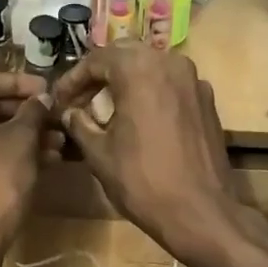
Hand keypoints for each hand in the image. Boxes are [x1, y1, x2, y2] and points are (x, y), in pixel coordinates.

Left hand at [0, 73, 56, 254]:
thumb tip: (42, 98)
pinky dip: (0, 152)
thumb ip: (32, 112)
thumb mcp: (21, 140)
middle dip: (22, 114)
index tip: (47, 91)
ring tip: (54, 143)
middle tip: (52, 118)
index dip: (21, 84)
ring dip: (17, 135)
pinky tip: (37, 160)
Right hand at [51, 49, 241, 258]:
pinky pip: (171, 86)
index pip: (97, 59)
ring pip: (152, 67)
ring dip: (127, 81)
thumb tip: (69, 112)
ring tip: (108, 109)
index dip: (73, 79)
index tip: (60, 100)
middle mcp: (170, 63)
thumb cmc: (141, 181)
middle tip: (81, 100)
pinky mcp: (207, 102)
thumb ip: (80, 124)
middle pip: (127, 55)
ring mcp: (194, 81)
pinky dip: (151, 94)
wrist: (197, 211)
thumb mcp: (99, 154)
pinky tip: (139, 120)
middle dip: (101, 75)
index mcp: (139, 69)